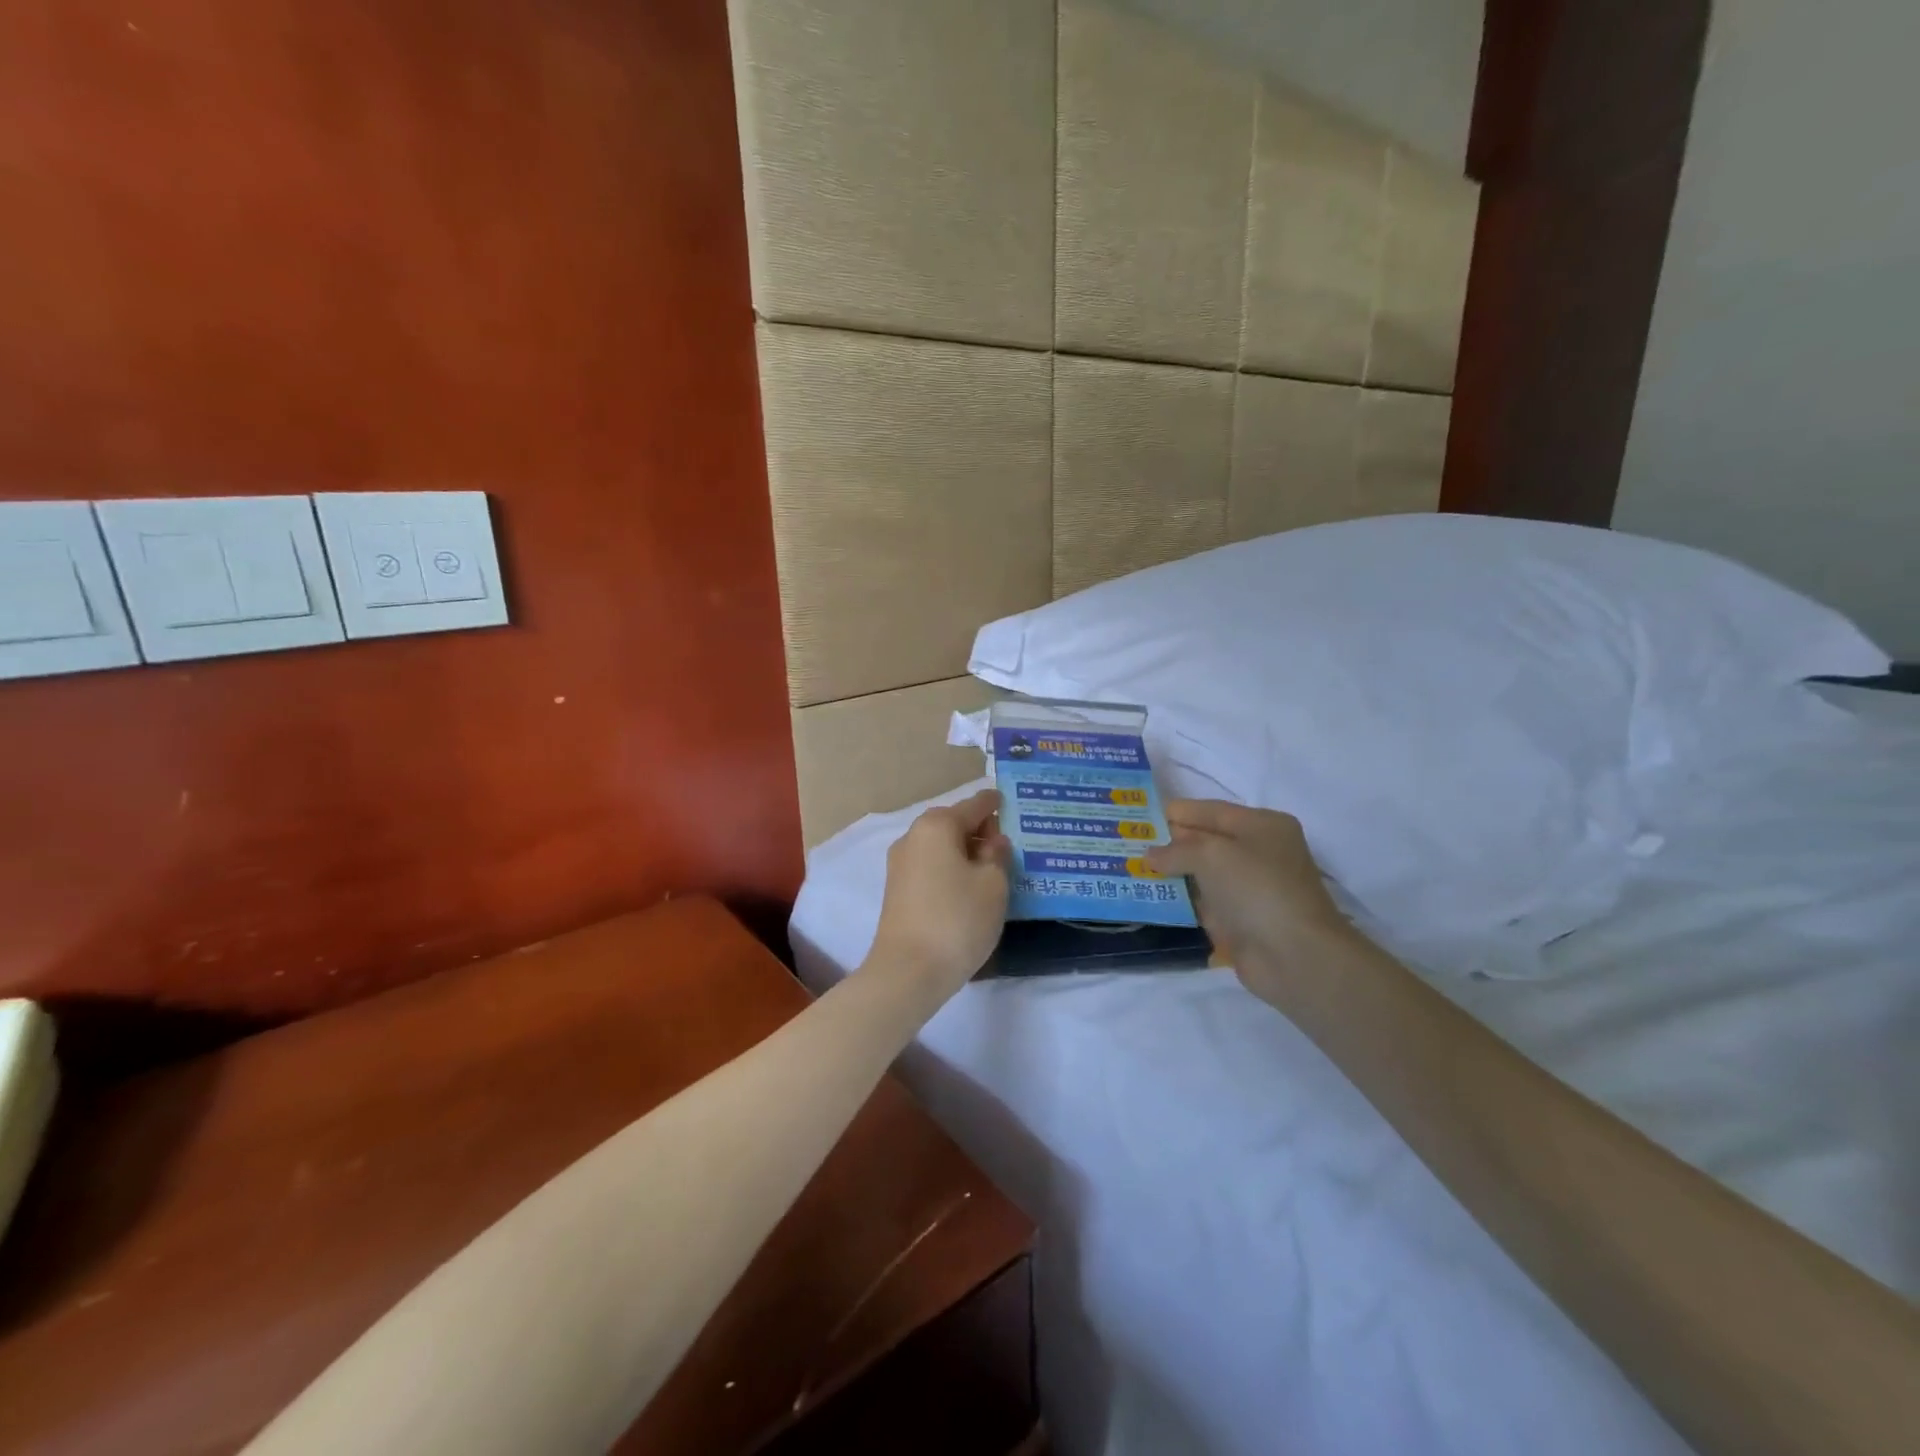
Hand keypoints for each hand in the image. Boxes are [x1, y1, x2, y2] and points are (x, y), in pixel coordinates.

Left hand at [865, 790, 1011, 1001]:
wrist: (907, 971)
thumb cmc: (957, 919)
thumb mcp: (993, 885)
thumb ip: (998, 855)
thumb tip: (992, 842)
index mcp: (937, 825)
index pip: (974, 805)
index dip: (996, 804)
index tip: (1012, 803)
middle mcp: (913, 836)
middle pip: (954, 823)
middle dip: (981, 830)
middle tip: (1011, 844)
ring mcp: (901, 864)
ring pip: (942, 846)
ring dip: (967, 852)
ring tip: (995, 868)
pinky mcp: (897, 890)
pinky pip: (932, 866)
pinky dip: (952, 869)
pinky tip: (971, 887)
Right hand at [1146, 800, 1356, 1004]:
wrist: (1294, 956)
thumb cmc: (1257, 889)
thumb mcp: (1211, 854)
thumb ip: (1176, 849)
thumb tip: (1150, 856)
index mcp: (1262, 825)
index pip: (1210, 810)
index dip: (1176, 813)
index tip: (1138, 816)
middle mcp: (1258, 852)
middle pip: (1205, 841)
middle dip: (1169, 842)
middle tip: (1128, 842)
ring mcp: (1250, 888)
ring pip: (1202, 873)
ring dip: (1171, 873)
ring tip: (1131, 867)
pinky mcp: (1240, 920)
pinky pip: (1203, 903)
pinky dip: (1181, 900)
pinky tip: (1150, 897)